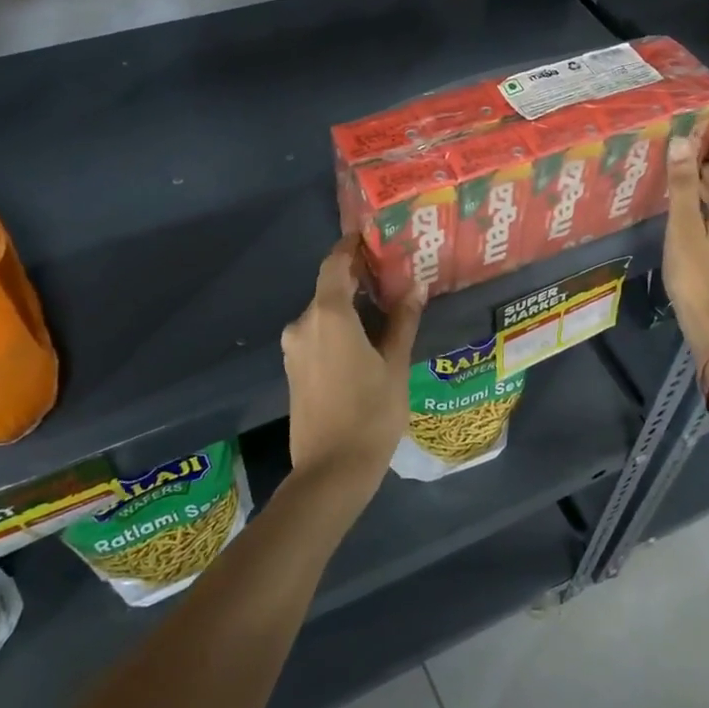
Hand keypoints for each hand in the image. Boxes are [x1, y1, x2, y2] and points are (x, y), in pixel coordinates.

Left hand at [281, 237, 422, 499]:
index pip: (335, 264)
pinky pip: (317, 335)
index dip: (351, 247)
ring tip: (384, 310)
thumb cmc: (370, 414)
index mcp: (329, 315)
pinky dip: (338, 328)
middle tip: (392, 276)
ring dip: (349, 307)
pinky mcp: (293, 369)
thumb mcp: (395, 366)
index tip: (372, 237)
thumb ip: (402, 322)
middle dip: (358, 280)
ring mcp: (294, 348)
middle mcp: (304, 324)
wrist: (330, 471)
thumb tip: (415, 288)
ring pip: (323, 314)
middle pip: (330, 289)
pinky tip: (364, 341)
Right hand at [664, 136, 708, 359]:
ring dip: (705, 190)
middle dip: (707, 167)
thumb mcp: (684, 229)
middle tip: (677, 154)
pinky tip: (686, 216)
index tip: (696, 132)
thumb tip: (683, 141)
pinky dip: (707, 210)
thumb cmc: (699, 276)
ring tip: (677, 180)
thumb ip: (683, 186)